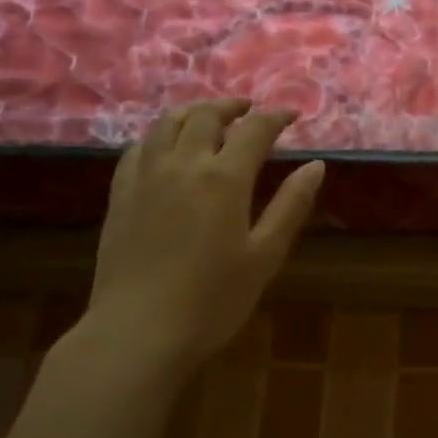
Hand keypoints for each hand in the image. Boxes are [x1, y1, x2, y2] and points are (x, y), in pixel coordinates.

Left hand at [79, 99, 323, 373]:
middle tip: (250, 110)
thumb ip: (290, 206)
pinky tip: (166, 148)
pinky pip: (139, 148)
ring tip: (209, 117)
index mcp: (224, 178)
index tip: (292, 114)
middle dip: (233, 106)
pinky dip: (160, 135)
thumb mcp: (264, 256)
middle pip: (206, 116)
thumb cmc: (213, 300)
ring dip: (193, 112)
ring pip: (167, 123)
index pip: (254, 129)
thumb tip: (316, 165)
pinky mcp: (120, 194)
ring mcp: (145, 177)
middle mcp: (182, 164)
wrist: (139, 330)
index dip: (275, 116)